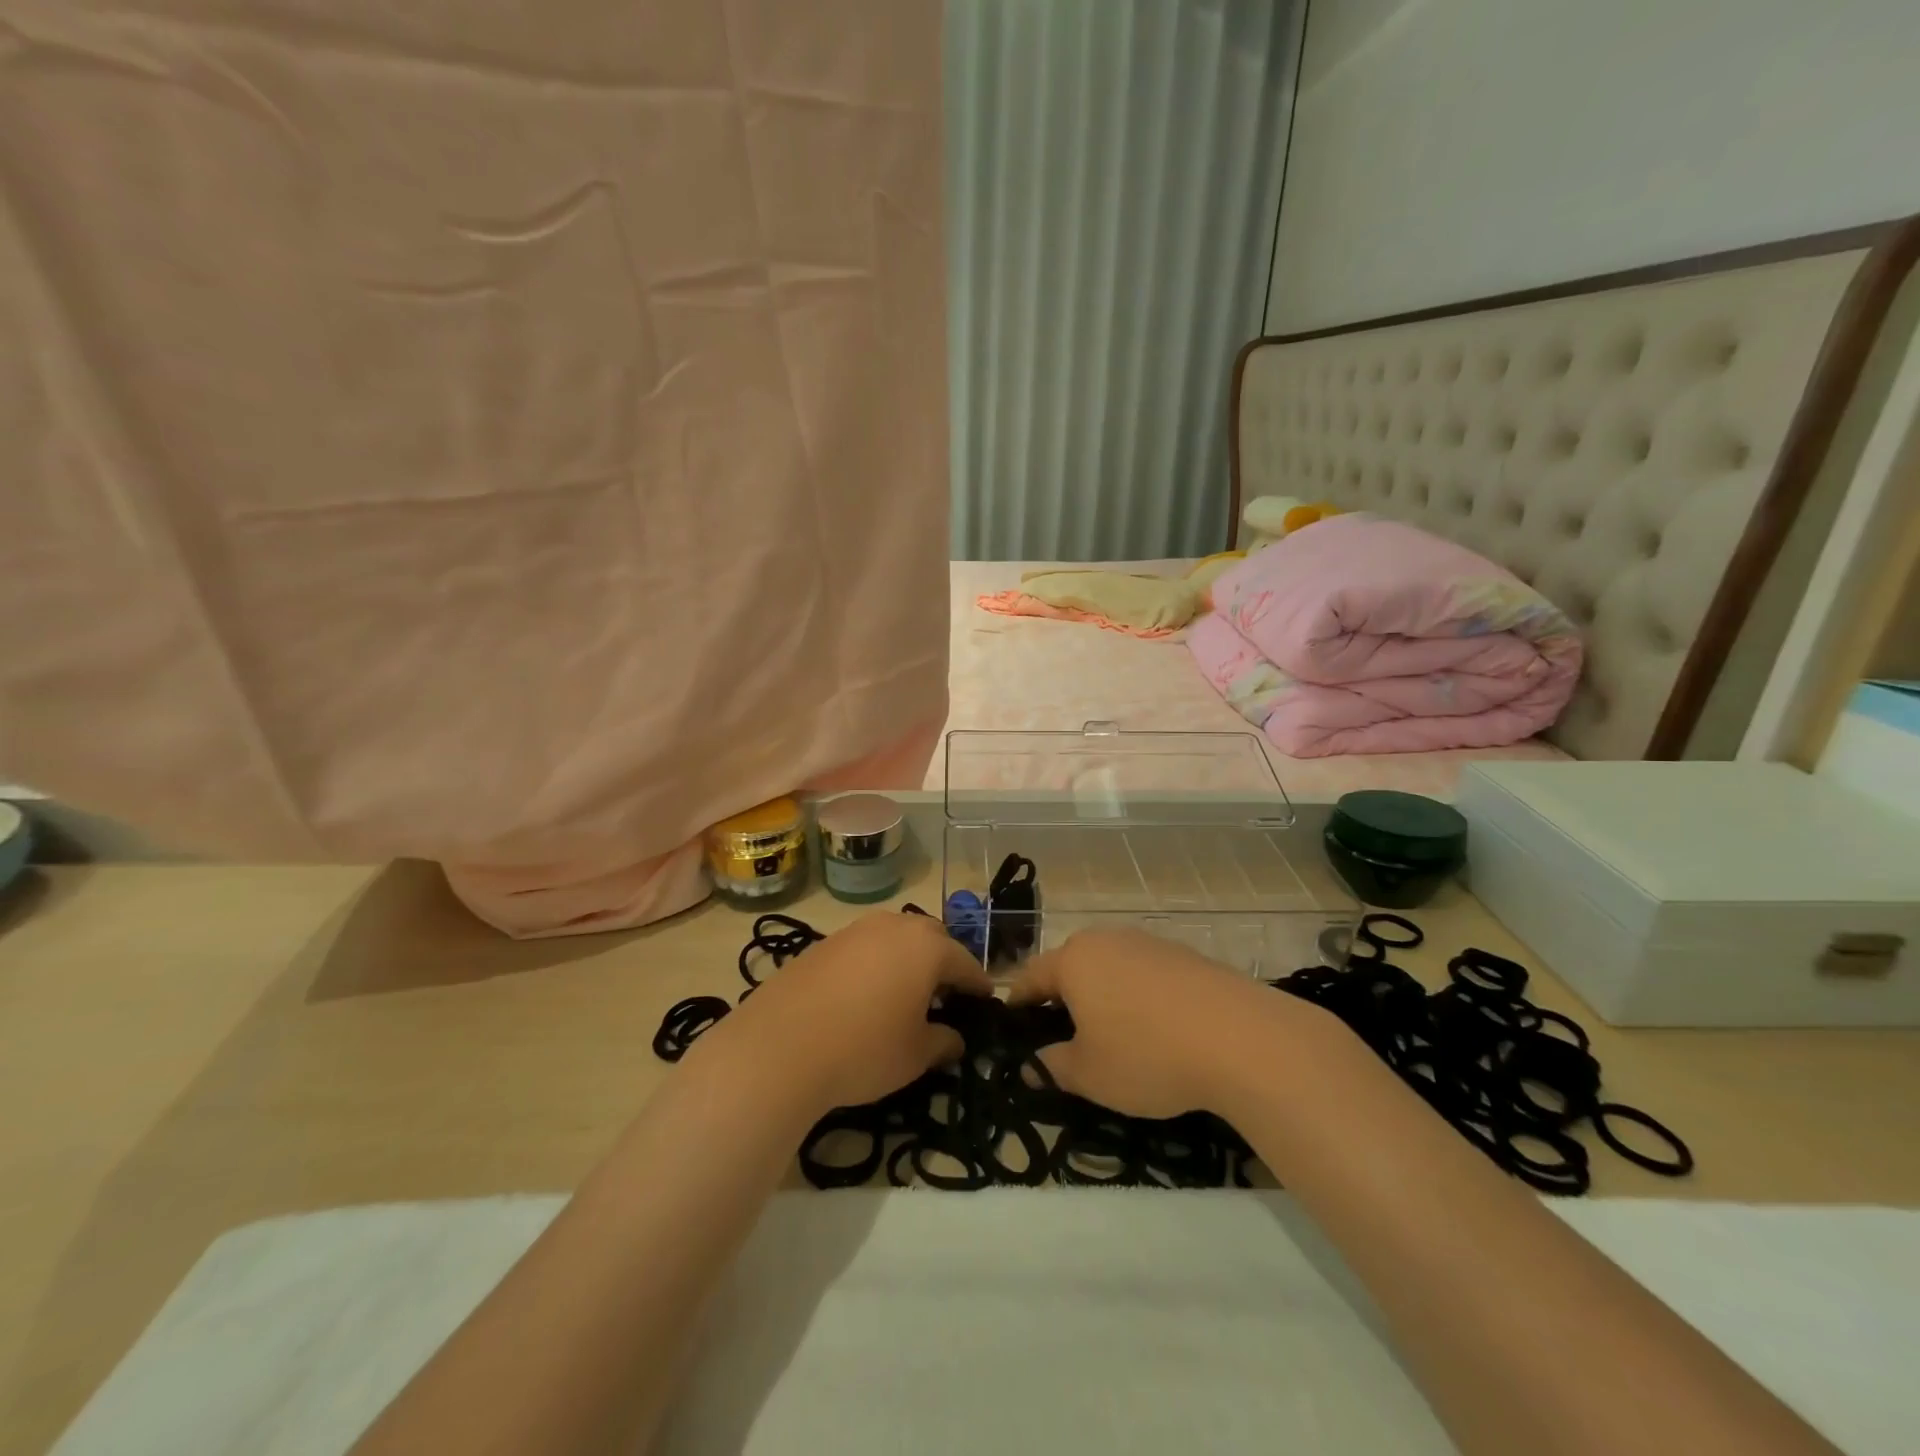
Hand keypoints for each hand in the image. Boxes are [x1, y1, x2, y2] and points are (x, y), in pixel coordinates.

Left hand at [703, 912, 992, 1113]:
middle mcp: (893, 926)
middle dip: (942, 963)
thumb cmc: (864, 1049)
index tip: (985, 1002)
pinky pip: (863, 948)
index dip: (977, 985)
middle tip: (944, 996)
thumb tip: (955, 1038)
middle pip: (931, 938)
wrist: (778, 1047)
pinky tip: (864, 996)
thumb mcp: (915, 1055)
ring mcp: (854, 930)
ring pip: (894, 938)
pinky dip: (874, 965)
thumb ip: (943, 1041)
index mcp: (926, 947)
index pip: (964, 962)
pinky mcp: (823, 943)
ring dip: (906, 960)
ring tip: (904, 995)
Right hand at [1008, 929, 1312, 1118]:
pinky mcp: (1184, 954)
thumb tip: (1033, 1065)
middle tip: (1062, 1034)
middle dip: (1062, 997)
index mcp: (1074, 960)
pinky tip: (1155, 1027)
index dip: (1018, 1002)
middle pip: (1071, 965)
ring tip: (1111, 1033)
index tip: (1012, 1023)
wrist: (1241, 1038)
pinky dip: (1138, 995)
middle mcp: (1106, 940)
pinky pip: (1145, 973)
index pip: (1032, 976)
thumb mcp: (1090, 1075)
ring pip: (1110, 967)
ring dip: (1102, 995)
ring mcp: (1149, 942)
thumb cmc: (1147, 1055)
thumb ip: (1053, 1067)